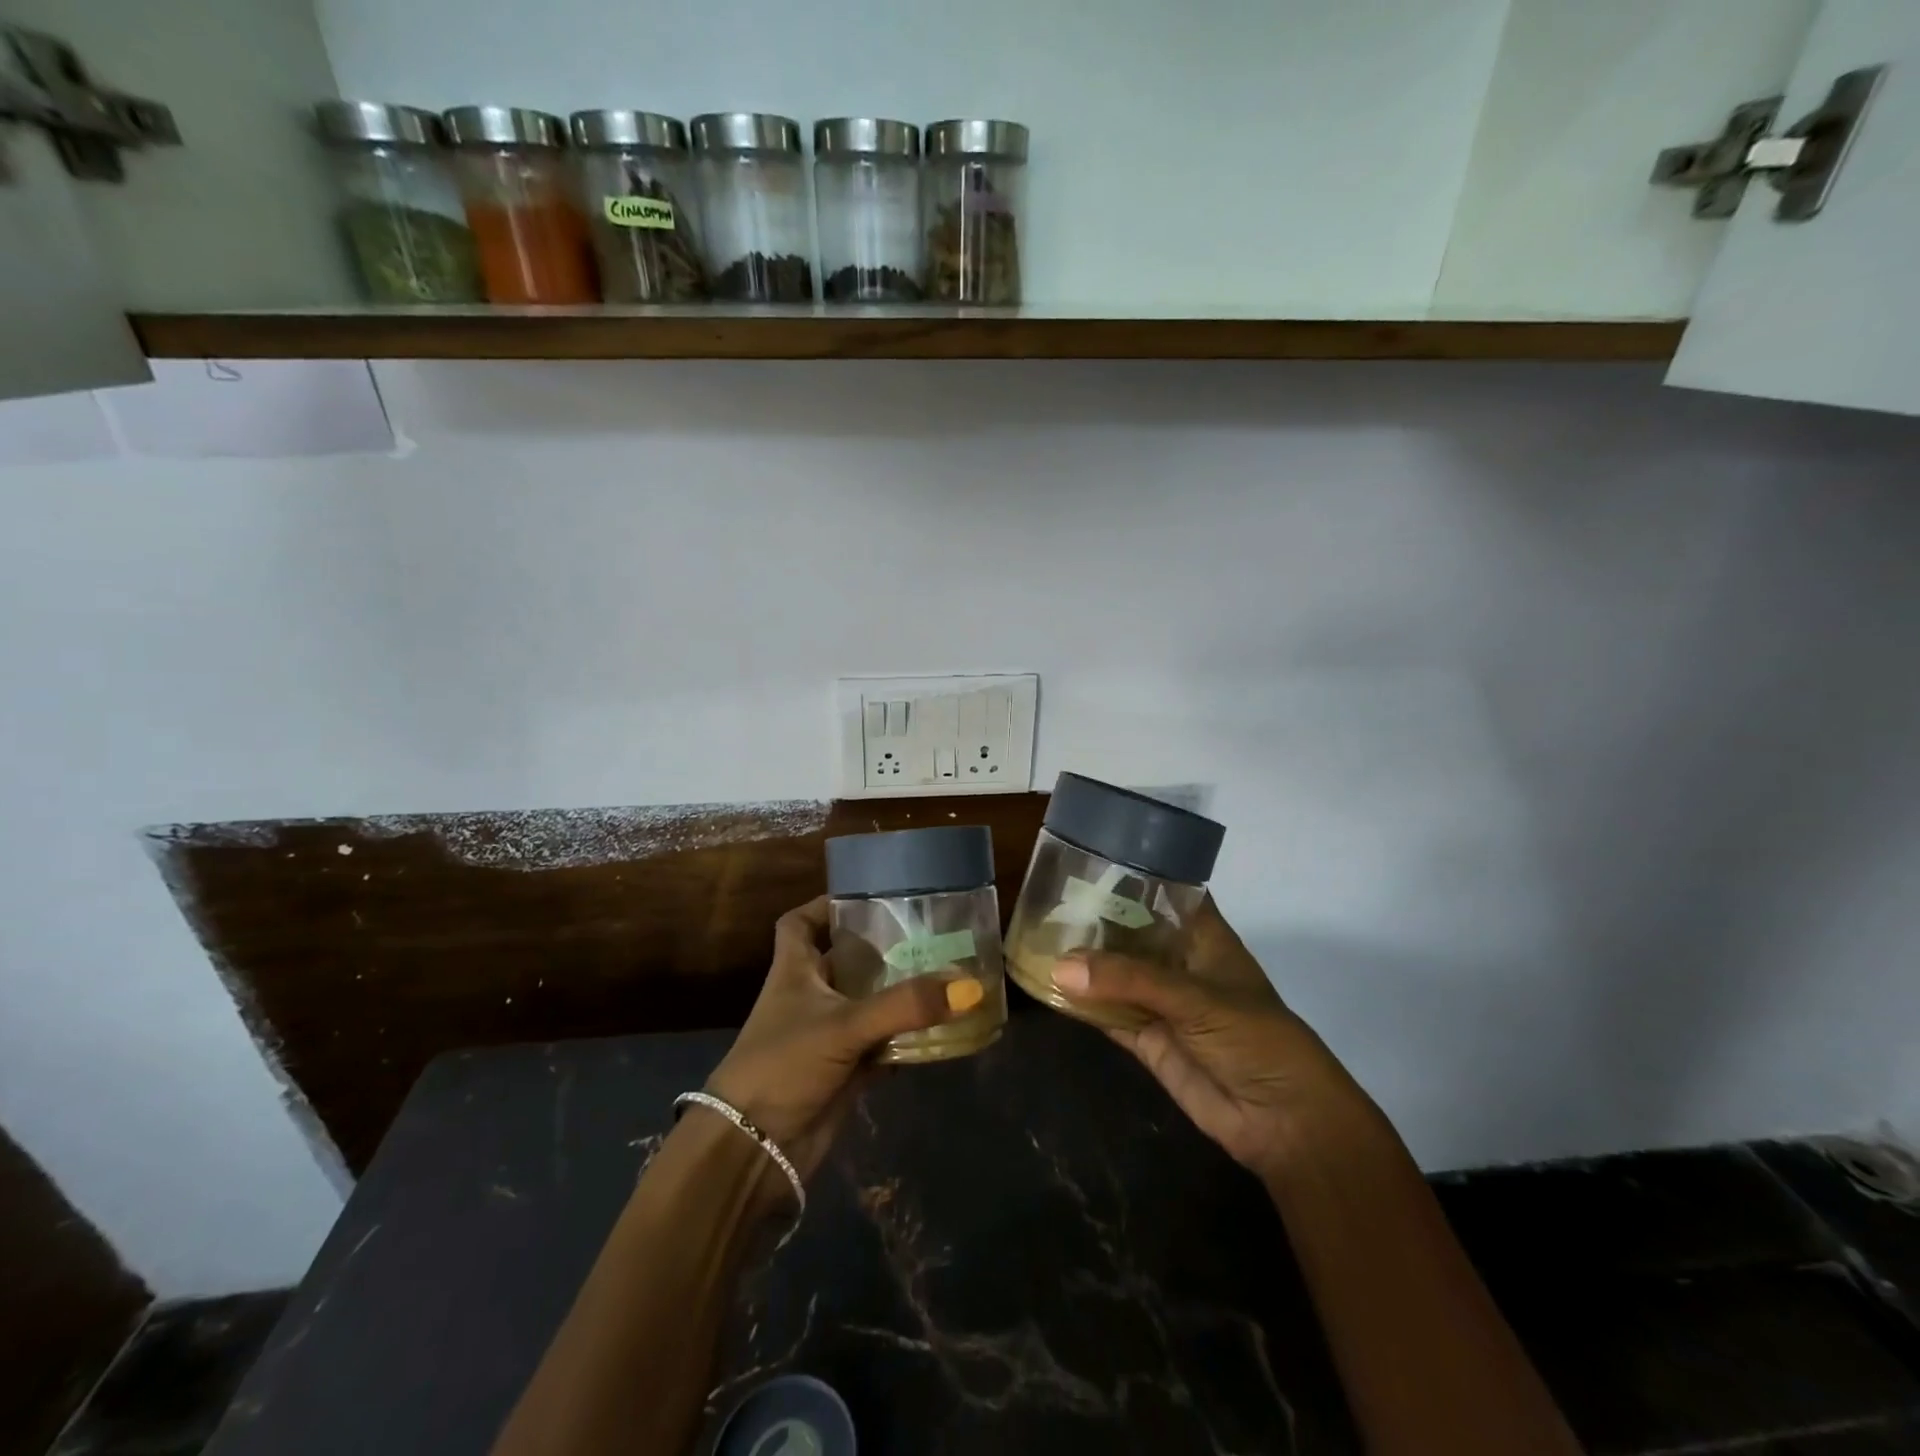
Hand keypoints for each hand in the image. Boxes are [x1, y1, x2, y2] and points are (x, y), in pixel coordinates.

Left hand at [704, 896, 981, 1183]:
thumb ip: (905, 1005)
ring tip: (945, 972)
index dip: (823, 906)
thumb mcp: (844, 1025)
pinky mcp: (843, 1070)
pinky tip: (940, 1028)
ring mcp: (827, 1035)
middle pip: (846, 960)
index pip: (798, 924)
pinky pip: (881, 1044)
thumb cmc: (784, 1064)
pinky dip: (905, 1037)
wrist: (755, 1149)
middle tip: (929, 933)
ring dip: (899, 993)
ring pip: (868, 1003)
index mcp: (793, 971)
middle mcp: (809, 996)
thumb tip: (968, 986)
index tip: (865, 898)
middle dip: (882, 948)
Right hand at [1053, 898, 1377, 1181]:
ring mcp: (1162, 1002)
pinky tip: (1047, 986)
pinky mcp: (1148, 1040)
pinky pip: (1108, 1016)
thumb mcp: (1197, 999)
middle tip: (1046, 898)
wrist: (1284, 1122)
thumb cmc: (1256, 1039)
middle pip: (1132, 933)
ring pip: (1115, 975)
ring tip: (1035, 935)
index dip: (1132, 876)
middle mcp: (1179, 963)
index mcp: (1203, 937)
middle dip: (1095, 919)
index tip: (1086, 857)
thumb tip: (1061, 966)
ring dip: (1083, 963)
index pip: (1166, 893)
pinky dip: (1082, 1005)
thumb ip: (1129, 981)